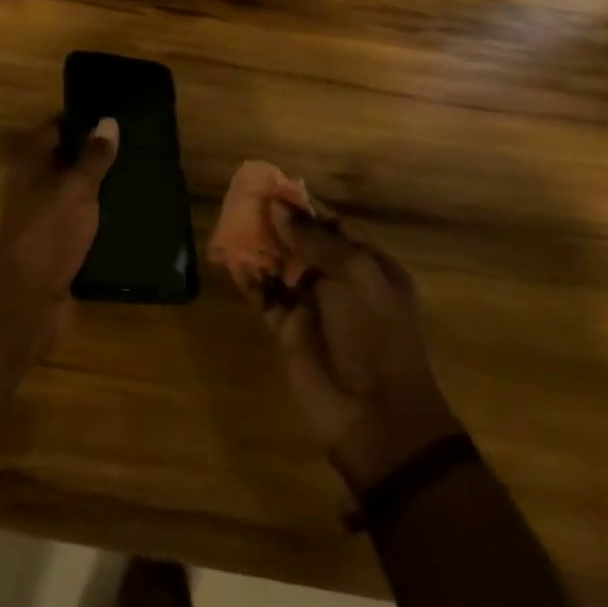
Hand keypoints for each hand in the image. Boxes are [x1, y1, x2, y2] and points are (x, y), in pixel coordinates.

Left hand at [0, 117, 119, 318]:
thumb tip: (109, 121)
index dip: (82, 119)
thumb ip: (94, 156)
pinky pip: (83, 222)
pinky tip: (130, 214)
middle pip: (67, 160)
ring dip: (102, 188)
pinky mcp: (58, 244)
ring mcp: (45, 216)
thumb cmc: (49, 230)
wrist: (29, 297)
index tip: (114, 115)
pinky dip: (101, 217)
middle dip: (96, 154)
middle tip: (136, 145)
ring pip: (76, 192)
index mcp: (31, 163)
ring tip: (140, 176)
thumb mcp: (77, 187)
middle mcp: (34, 185)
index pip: (55, 128)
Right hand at [259, 207, 457, 493]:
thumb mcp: (354, 276)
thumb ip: (314, 239)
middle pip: (305, 243)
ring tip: (232, 225)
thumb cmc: (375, 335)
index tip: (274, 188)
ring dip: (260, 248)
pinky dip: (251, 281)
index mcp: (371, 267)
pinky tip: (233, 264)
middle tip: (245, 202)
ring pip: (282, 267)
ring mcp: (315, 307)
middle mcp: (343, 283)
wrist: (375, 418)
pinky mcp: (290, 330)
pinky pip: (266, 297)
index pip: (337, 226)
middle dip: (278, 224)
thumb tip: (278, 208)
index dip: (306, 207)